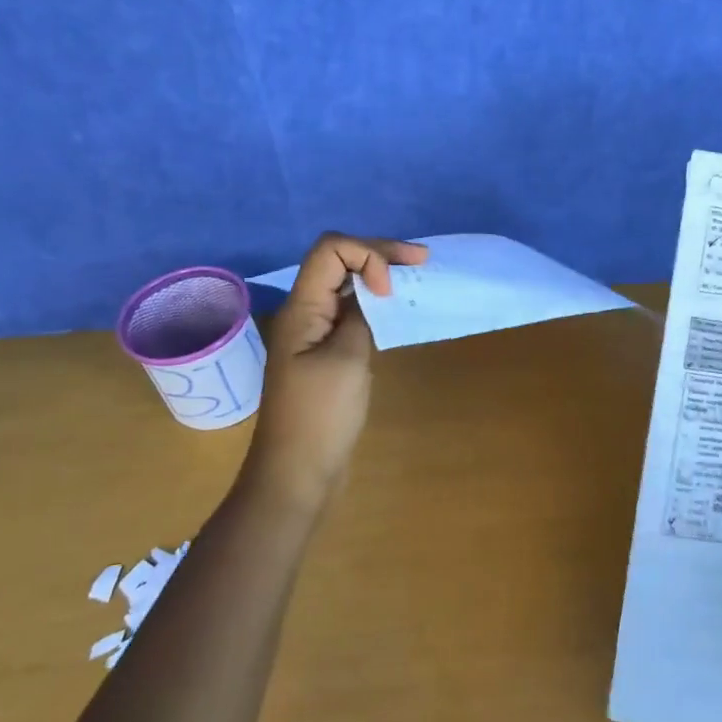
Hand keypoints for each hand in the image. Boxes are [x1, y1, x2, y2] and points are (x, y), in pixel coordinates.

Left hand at [249, 233, 427, 502]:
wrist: (298, 472)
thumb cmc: (321, 416)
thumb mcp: (347, 359)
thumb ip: (361, 316)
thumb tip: (371, 295)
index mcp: (302, 308)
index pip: (331, 249)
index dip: (367, 254)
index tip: (389, 289)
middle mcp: (305, 312)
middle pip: (338, 259)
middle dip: (379, 253)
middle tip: (423, 260)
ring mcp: (314, 332)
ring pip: (345, 284)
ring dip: (379, 274)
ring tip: (416, 277)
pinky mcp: (325, 351)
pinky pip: (349, 311)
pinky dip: (375, 302)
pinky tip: (396, 309)